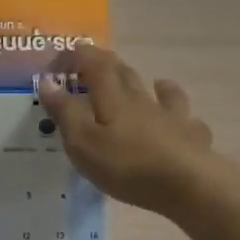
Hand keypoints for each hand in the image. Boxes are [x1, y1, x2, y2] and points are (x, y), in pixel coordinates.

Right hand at [40, 46, 217, 214]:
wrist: (187, 183)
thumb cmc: (127, 164)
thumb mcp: (83, 142)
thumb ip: (65, 112)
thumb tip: (47, 81)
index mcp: (113, 98)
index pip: (94, 65)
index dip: (79, 56)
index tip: (63, 56)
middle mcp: (143, 99)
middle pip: (125, 74)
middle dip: (108, 66)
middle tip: (95, 64)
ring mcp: (171, 116)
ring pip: (161, 92)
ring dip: (152, 84)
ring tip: (152, 82)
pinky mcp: (191, 137)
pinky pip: (186, 118)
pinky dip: (179, 112)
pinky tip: (184, 119)